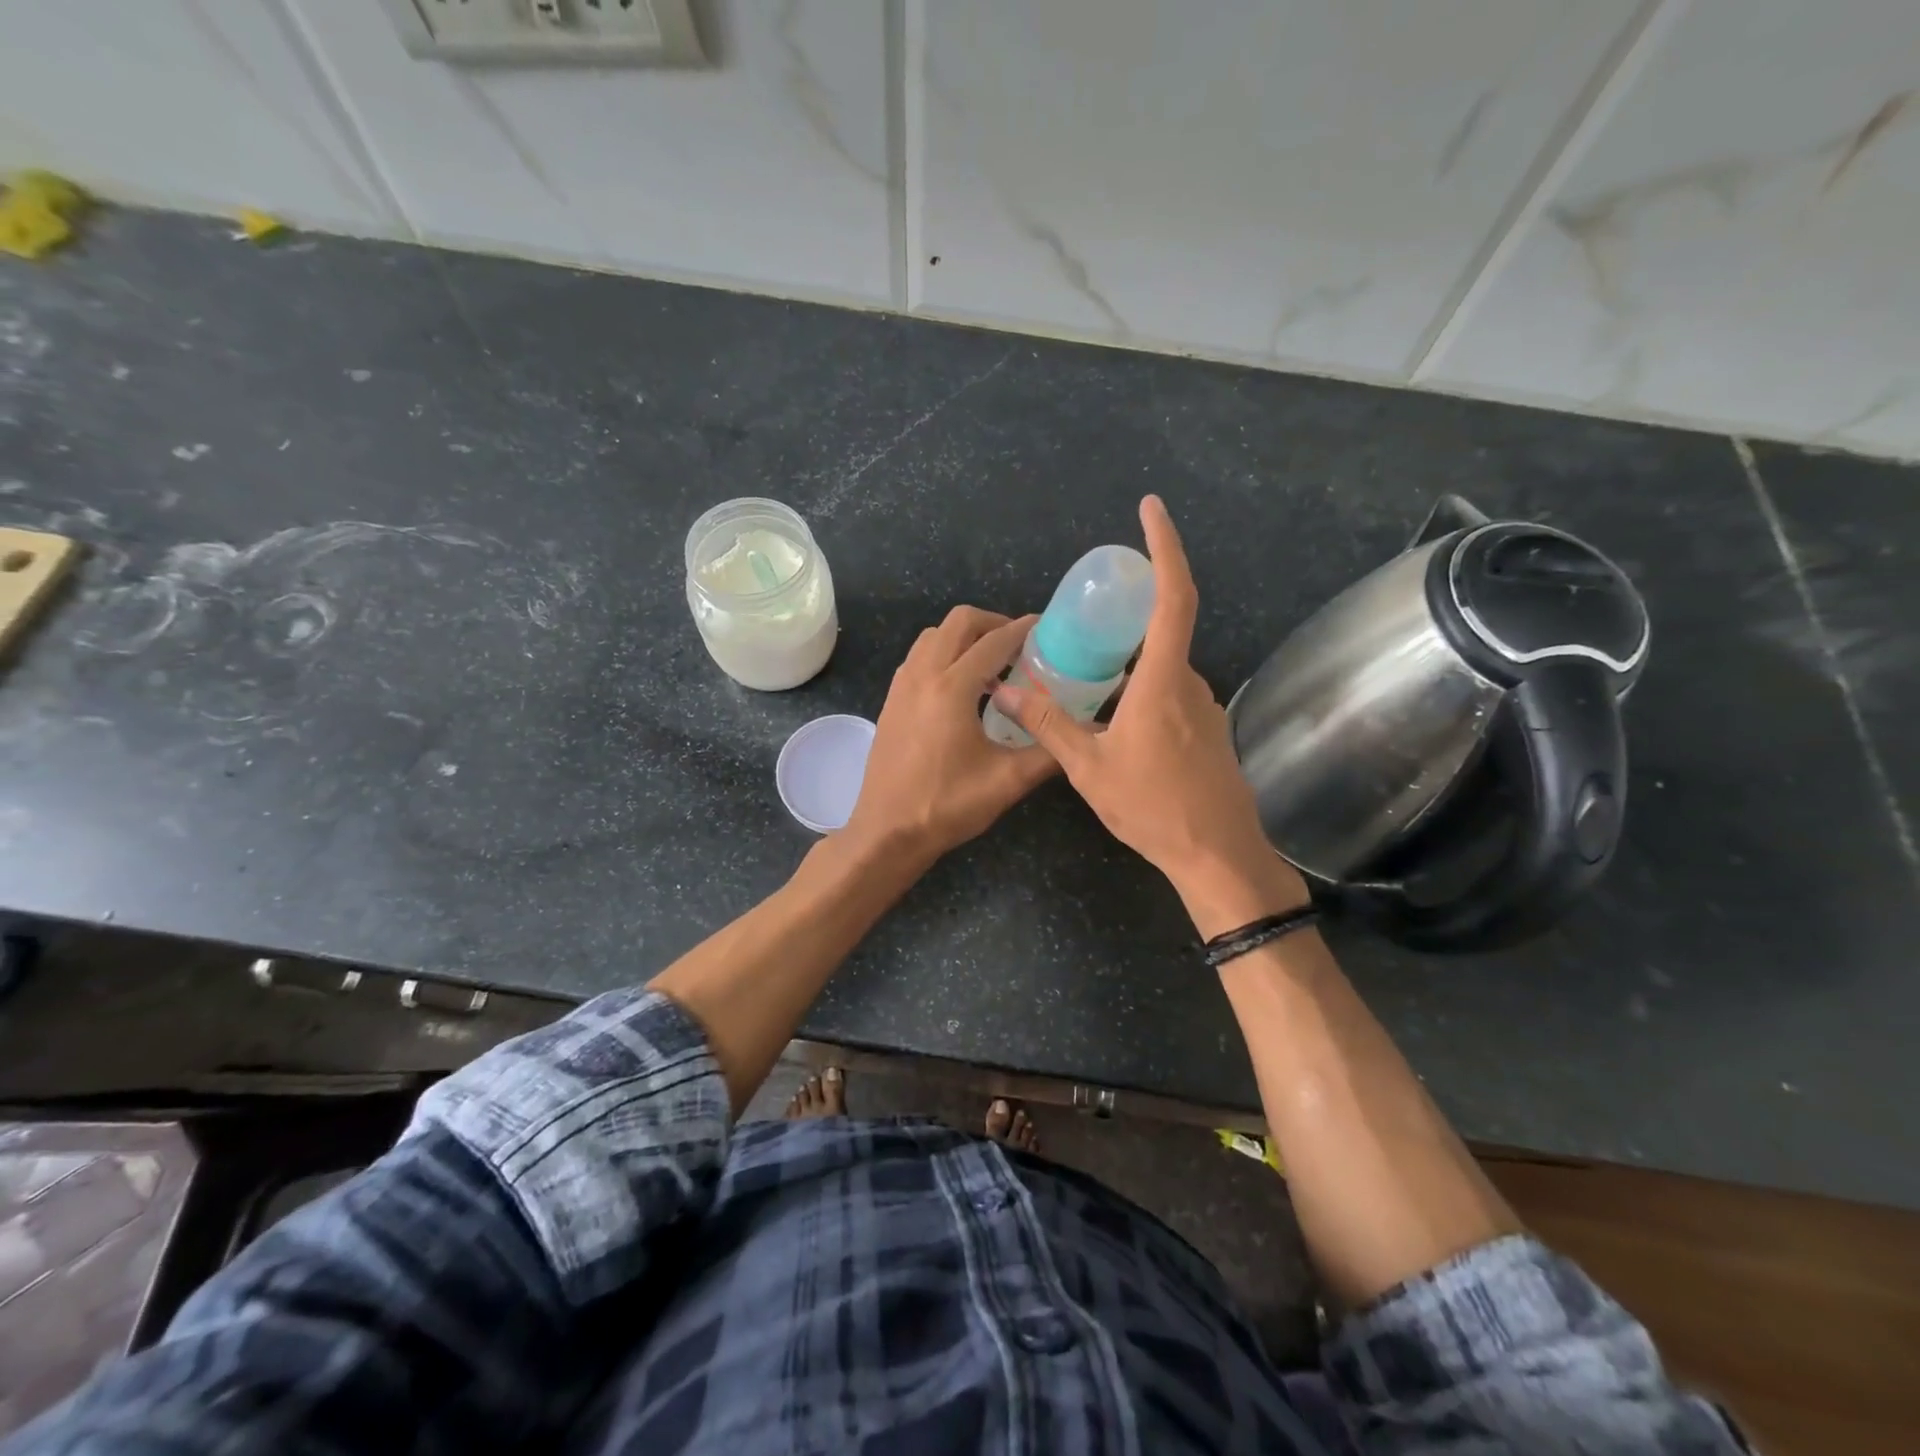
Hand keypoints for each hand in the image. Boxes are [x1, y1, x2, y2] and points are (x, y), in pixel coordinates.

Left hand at [844, 607, 1057, 862]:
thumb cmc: (947, 806)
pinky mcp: (891, 702)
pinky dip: (942, 655)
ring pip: (933, 636)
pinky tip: (961, 688)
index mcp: (952, 688)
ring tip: (992, 665)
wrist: (887, 832)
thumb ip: (1051, 751)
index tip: (1047, 627)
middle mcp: (923, 675)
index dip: (1024, 629)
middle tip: (1020, 646)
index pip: (994, 641)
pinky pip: (918, 658)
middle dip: (993, 623)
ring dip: (964, 638)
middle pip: (958, 622)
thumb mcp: (1008, 781)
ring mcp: (901, 686)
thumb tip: (1092, 734)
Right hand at [991, 497, 1308, 935]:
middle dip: (1124, 621)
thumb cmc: (1153, 808)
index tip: (1150, 510)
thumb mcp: (1088, 766)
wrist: (1217, 856)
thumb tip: (1002, 690)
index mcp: (1163, 681)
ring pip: (1161, 670)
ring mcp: (1203, 709)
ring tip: (1086, 683)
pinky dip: (1140, 693)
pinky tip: (1113, 724)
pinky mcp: (1206, 731)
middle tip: (1082, 623)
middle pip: (1160, 633)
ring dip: (1127, 667)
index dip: (1165, 548)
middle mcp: (1190, 683)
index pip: (1173, 597)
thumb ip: (1047, 722)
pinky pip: (1169, 695)